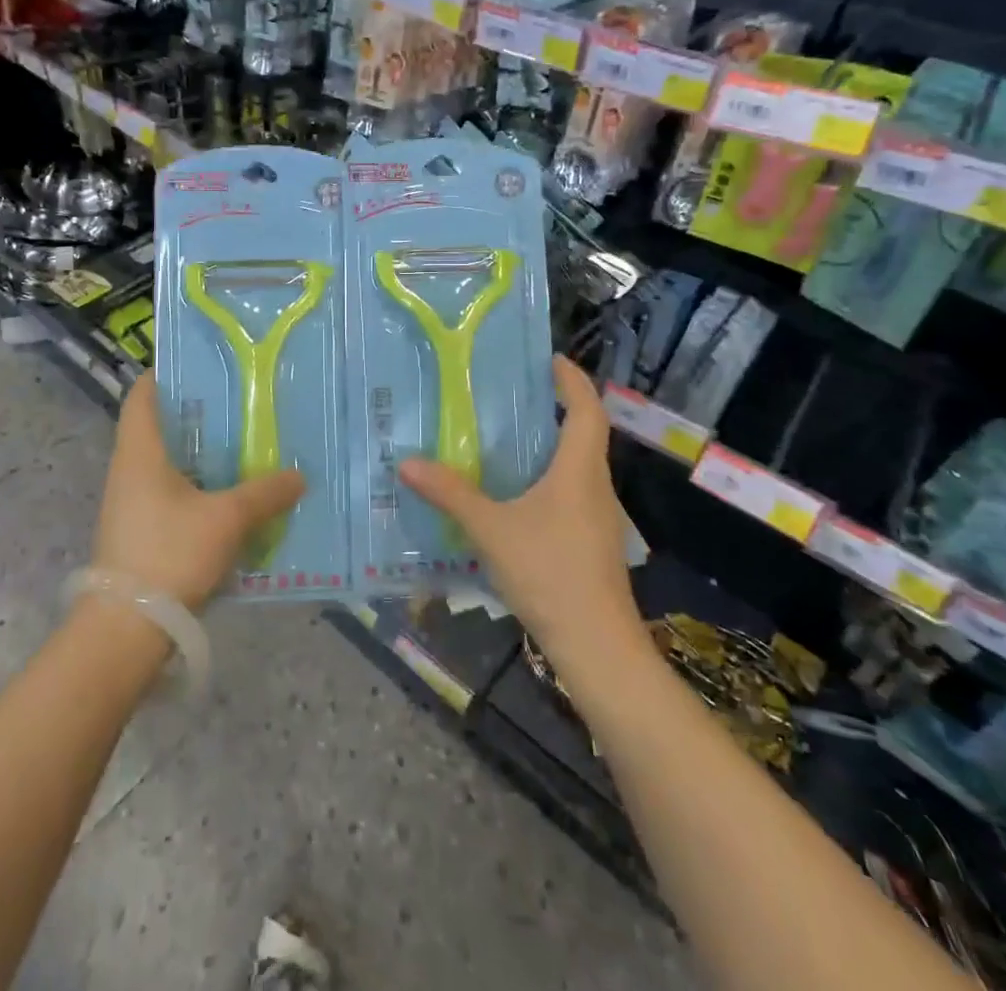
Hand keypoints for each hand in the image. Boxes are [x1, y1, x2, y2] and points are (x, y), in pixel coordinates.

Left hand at [96, 374, 305, 609]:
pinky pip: (170, 494)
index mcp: (139, 452)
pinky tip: (230, 498)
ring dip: (200, 455)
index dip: (166, 374)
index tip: (203, 366)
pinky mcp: (139, 532)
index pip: (143, 395)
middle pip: (159, 427)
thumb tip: (298, 475)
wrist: (126, 629)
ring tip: (243, 448)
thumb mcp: (226, 519)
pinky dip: (197, 488)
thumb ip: (264, 494)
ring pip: (167, 464)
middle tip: (240, 405)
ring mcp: (130, 503)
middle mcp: (128, 470)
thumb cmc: (170, 554)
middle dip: (197, 415)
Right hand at [399, 357, 646, 663]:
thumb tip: (407, 462)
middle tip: (512, 394)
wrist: (596, 645)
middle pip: (584, 434)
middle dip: (555, 409)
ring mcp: (597, 517)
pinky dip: (546, 479)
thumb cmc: (550, 572)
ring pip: (576, 467)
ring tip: (505, 439)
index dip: (572, 380)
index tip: (549, 359)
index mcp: (579, 469)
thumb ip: (451, 494)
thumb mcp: (491, 529)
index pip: (587, 409)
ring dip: (549, 446)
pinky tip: (513, 495)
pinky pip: (569, 493)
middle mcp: (595, 486)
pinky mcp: (591, 543)